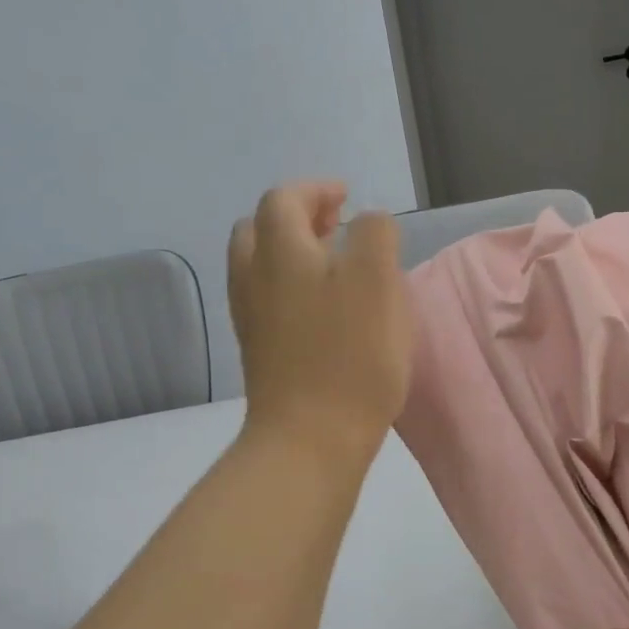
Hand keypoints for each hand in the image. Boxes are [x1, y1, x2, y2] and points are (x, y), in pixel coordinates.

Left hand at [228, 181, 411, 466]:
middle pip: (259, 229)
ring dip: (291, 253)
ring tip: (332, 265)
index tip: (348, 198)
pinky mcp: (258, 351)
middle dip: (296, 217)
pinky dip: (289, 286)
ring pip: (259, 266)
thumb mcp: (378, 280)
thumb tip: (366, 223)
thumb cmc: (350, 354)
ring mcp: (251, 317)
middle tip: (335, 226)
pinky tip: (321, 308)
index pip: (284, 198)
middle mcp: (253, 277)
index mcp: (279, 251)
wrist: (309, 438)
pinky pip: (266, 300)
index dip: (316, 190)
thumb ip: (374, 235)